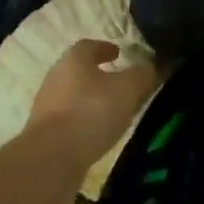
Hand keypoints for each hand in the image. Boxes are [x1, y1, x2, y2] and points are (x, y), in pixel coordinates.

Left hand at [25, 40, 160, 201]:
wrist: (52, 158)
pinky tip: (98, 134)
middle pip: (79, 70)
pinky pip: (68, 120)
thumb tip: (160, 65)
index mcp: (73, 60)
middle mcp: (55, 77)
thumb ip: (144, 75)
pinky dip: (83, 122)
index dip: (106, 48)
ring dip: (91, 100)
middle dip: (99, 75)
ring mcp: (46, 106)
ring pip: (73, 96)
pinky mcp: (44, 134)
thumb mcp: (128, 89)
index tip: (119, 54)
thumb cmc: (91, 112)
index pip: (89, 45)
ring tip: (114, 111)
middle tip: (120, 84)